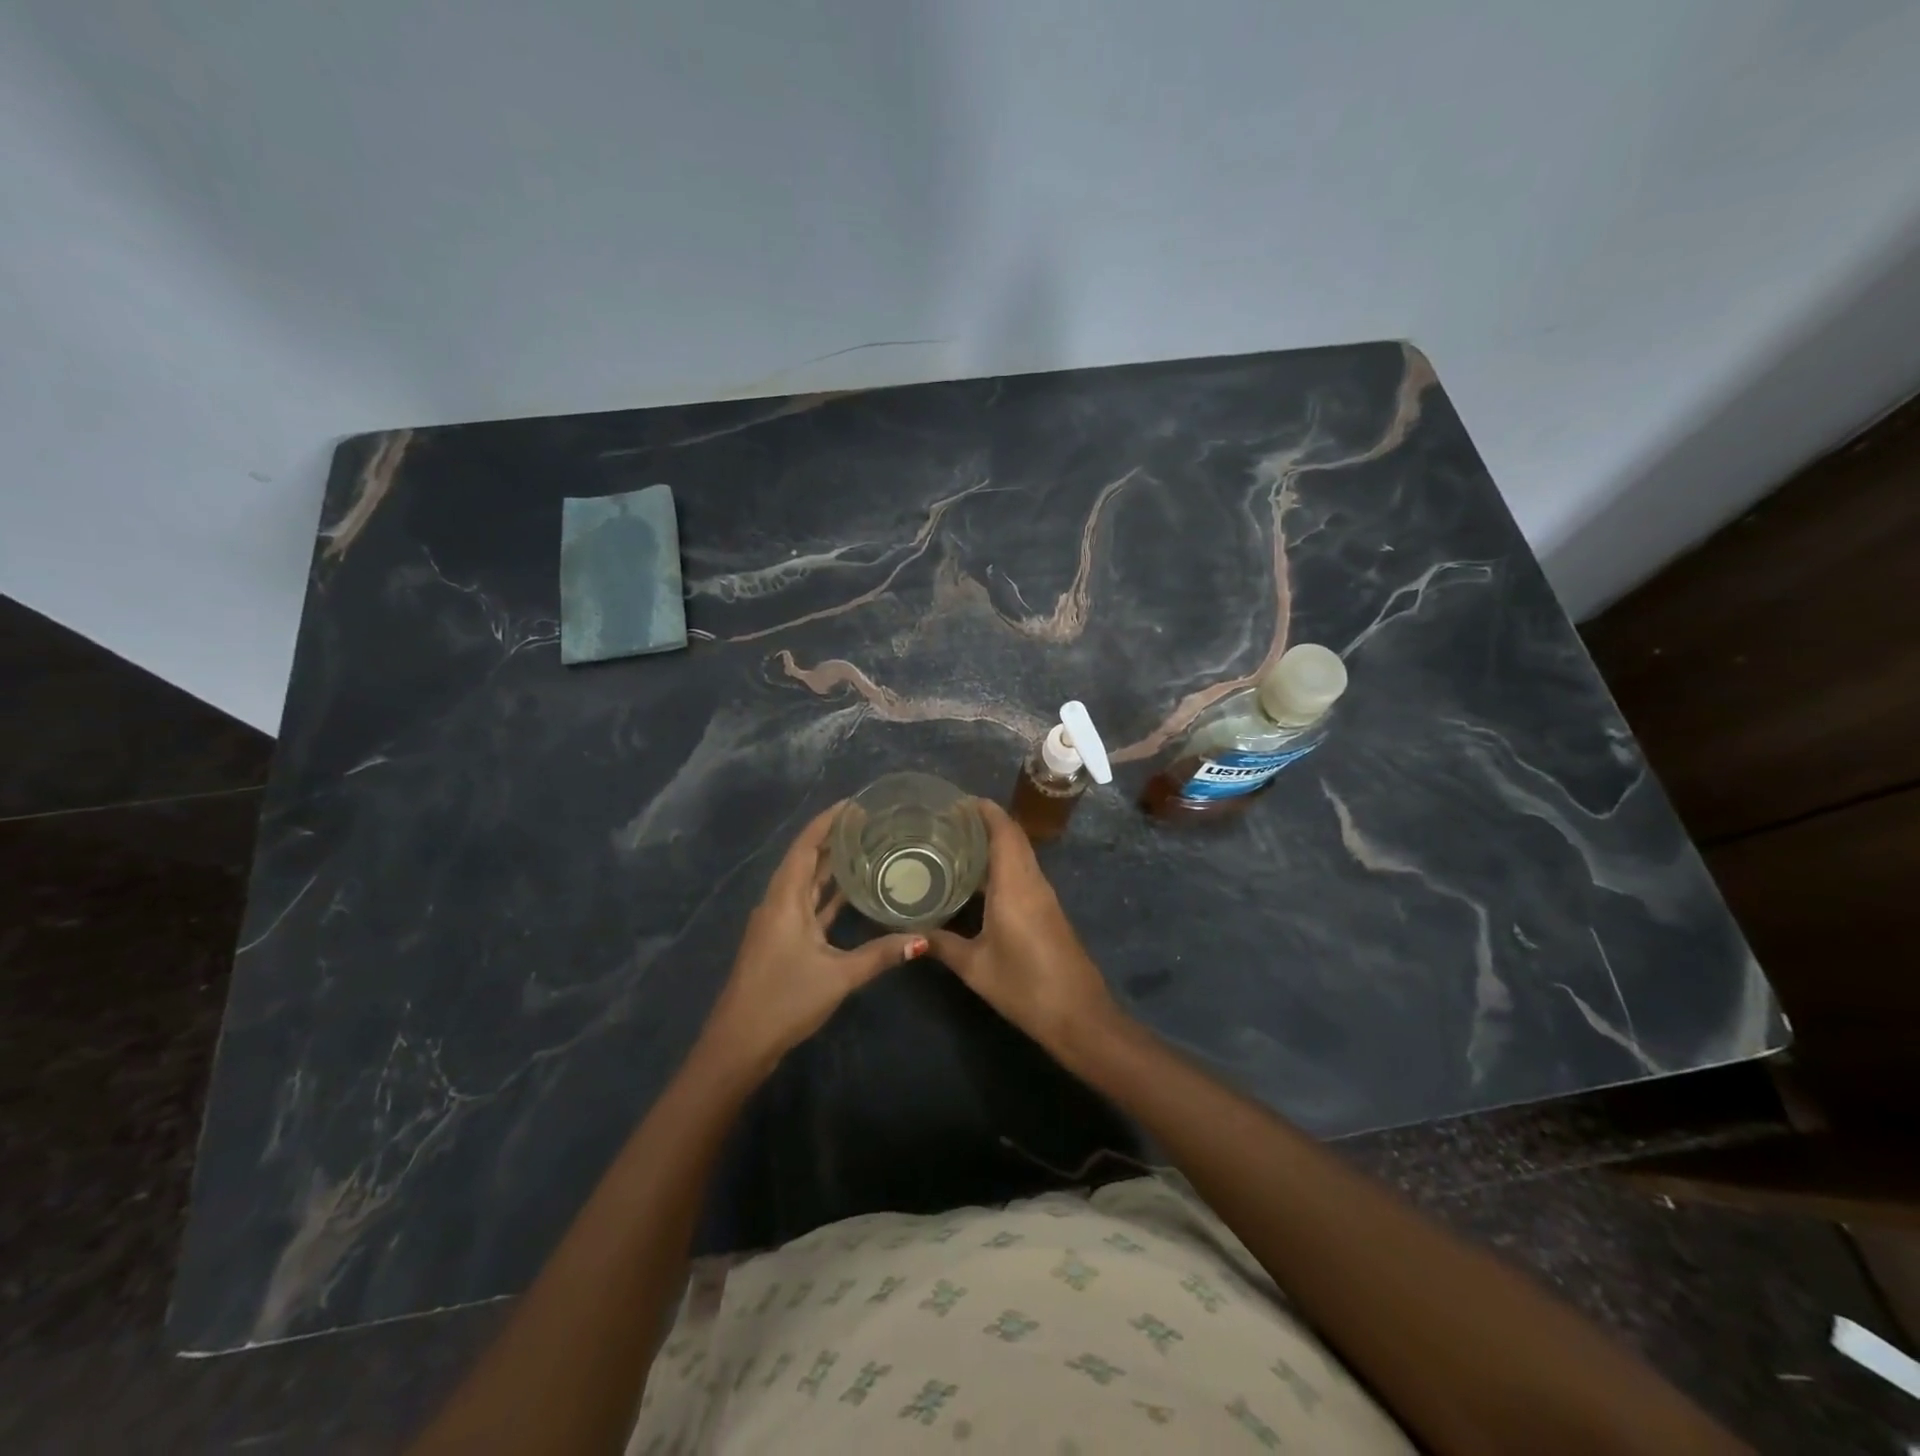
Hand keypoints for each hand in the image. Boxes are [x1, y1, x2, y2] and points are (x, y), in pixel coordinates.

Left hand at [699, 803, 926, 1077]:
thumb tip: (922, 939)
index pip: (806, 845)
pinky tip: (852, 892)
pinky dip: (829, 895)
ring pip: (808, 883)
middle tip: (871, 822)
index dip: (827, 821)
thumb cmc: (784, 1000)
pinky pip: (808, 905)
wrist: (739, 1044)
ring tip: (867, 847)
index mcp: (785, 899)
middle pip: (806, 859)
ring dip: (832, 865)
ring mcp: (779, 922)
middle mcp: (779, 902)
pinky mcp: (782, 941)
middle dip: (834, 838)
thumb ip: (880, 955)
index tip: (856, 804)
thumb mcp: (838, 976)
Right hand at [927, 799, 1119, 1054]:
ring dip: (994, 842)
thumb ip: (942, 945)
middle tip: (947, 821)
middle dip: (984, 822)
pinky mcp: (1048, 911)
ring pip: (1019, 854)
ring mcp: (1044, 896)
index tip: (956, 801)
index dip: (984, 810)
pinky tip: (977, 880)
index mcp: (1015, 884)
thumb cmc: (1025, 986)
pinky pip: (1023, 873)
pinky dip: (1002, 864)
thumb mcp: (975, 967)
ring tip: (956, 843)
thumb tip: (908, 934)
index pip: (1004, 830)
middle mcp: (1032, 881)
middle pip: (1013, 837)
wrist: (1079, 1015)